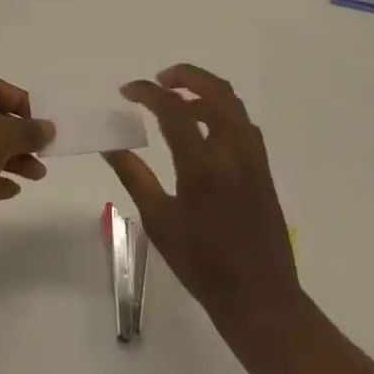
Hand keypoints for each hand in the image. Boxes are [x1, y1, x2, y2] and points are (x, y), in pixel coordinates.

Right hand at [104, 64, 301, 326]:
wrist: (260, 298)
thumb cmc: (202, 264)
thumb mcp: (159, 221)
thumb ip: (134, 176)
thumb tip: (109, 144)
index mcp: (203, 165)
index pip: (174, 109)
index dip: (147, 92)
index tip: (126, 91)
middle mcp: (233, 152)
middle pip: (215, 91)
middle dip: (185, 75)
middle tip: (159, 80)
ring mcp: (253, 158)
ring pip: (233, 104)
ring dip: (204, 91)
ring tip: (176, 101)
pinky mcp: (263, 168)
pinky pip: (243, 123)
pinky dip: (221, 111)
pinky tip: (202, 129)